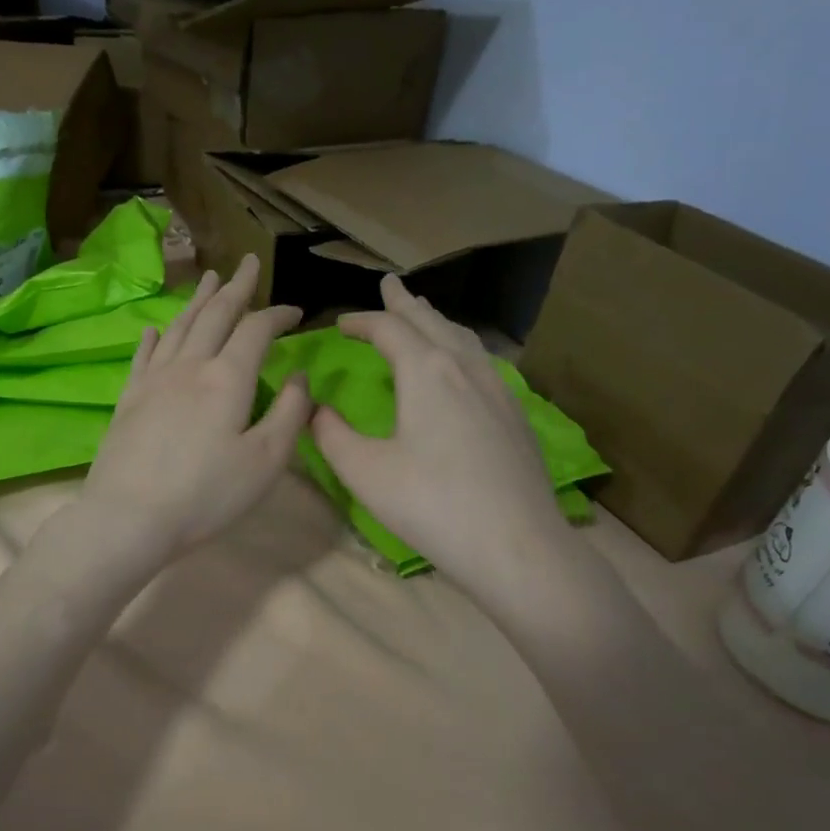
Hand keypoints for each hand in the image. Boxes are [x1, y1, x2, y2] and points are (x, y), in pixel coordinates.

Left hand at [74, 255, 311, 567]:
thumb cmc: (206, 495)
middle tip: (246, 263)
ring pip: (179, 327)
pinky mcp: (129, 398)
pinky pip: (143, 355)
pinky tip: (154, 328)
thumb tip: (300, 376)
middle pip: (215, 315)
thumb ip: (290, 414)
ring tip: (208, 278)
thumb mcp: (265, 461)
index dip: (277, 315)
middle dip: (235, 288)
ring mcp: (154, 380)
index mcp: (227, 378)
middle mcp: (189, 366)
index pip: (257, 330)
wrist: (129, 516)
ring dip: (197, 300)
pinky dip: (153, 337)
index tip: (295, 311)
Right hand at [314, 275, 576, 597]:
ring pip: (463, 339)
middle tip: (390, 286)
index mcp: (426, 371)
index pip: (389, 329)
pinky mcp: (515, 415)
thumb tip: (314, 409)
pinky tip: (462, 365)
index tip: (340, 322)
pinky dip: (460, 347)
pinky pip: (482, 362)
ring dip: (437, 322)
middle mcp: (465, 368)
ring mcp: (498, 389)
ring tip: (424, 315)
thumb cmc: (431, 504)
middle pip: (431, 322)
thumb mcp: (364, 471)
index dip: (361, 321)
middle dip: (405, 304)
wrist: (515, 544)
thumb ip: (331, 434)